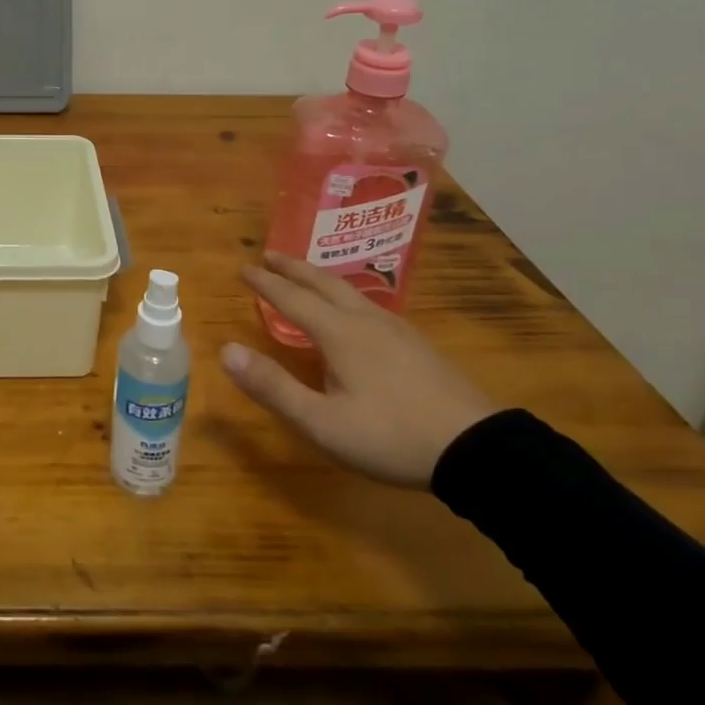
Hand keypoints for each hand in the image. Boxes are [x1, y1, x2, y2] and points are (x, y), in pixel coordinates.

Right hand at [222, 252, 496, 487]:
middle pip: (323, 283)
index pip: (292, 298)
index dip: (265, 283)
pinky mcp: (417, 346)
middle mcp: (365, 321)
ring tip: (307, 277)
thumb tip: (225, 350)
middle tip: (270, 254)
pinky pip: (369, 305)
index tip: (243, 267)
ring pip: (349, 291)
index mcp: (339, 333)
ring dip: (320, 278)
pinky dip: (345, 295)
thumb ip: (273, 386)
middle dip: (293, 268)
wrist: (478, 450)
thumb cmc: (391, 436)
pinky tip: (355, 312)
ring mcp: (396, 330)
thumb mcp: (322, 422)